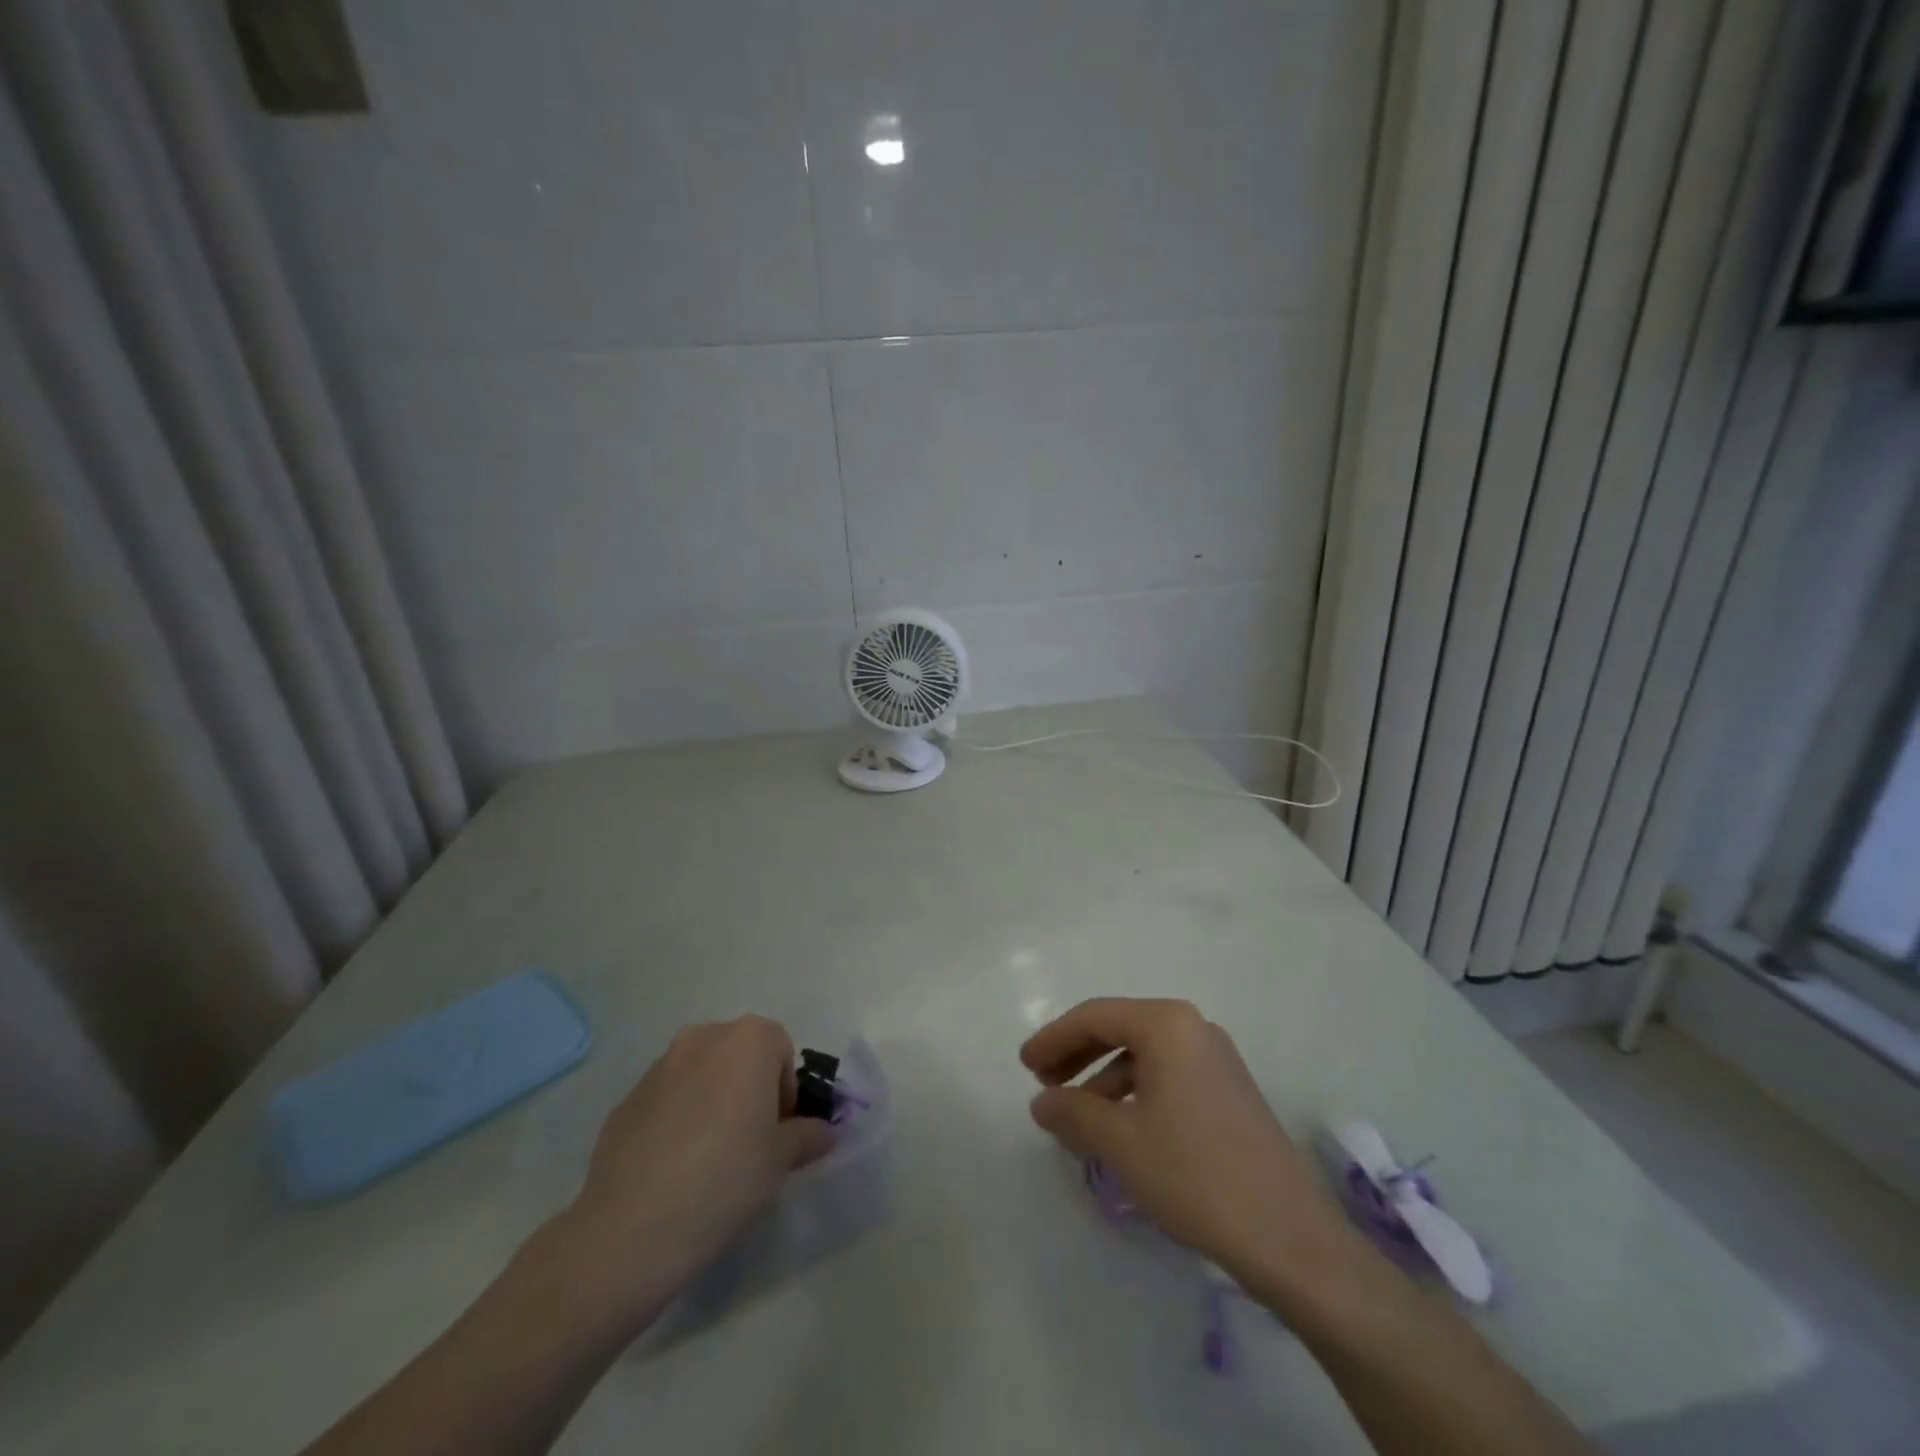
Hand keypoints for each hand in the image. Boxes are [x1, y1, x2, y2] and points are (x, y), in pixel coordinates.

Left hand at [560, 1015, 834, 1319]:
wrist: (631, 1230)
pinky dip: (678, 1119)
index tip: (779, 1132)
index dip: (786, 1089)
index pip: (781, 1049)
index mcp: (747, 1041)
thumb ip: (808, 1135)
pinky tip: (674, 1167)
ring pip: (702, 1074)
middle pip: (740, 1054)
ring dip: (713, 1100)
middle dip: (750, 1088)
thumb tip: (823, 1130)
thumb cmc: (725, 1179)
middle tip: (750, 1142)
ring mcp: (659, 1066)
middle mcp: (703, 1038)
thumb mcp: (781, 1161)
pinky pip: (667, 1099)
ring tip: (709, 1157)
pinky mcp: (626, 1100)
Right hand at [1021, 997, 1368, 1305]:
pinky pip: (1167, 1075)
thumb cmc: (1195, 1174)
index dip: (1053, 1038)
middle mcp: (1193, 1028)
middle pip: (1119, 1028)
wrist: (1288, 1236)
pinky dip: (1134, 1092)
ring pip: (1143, 1054)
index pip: (1095, 1016)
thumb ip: (1073, 1112)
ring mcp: (1216, 1058)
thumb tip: (1041, 1102)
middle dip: (1077, 1054)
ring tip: (1076, 1114)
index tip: (1024, 1066)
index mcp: (1167, 1024)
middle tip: (1043, 1083)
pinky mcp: (1228, 1090)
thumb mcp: (1121, 1142)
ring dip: (1103, 1077)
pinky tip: (1119, 1128)